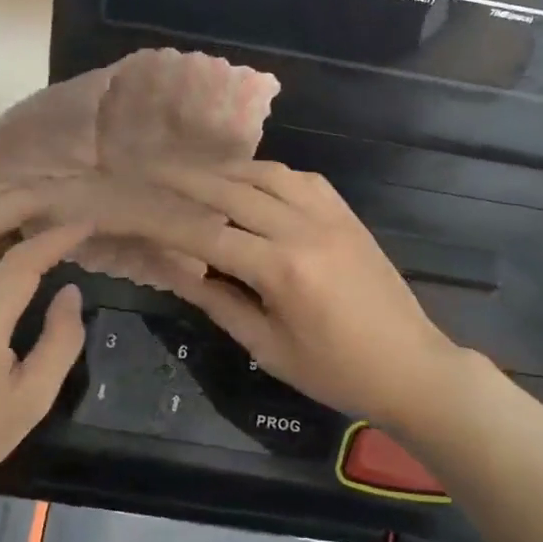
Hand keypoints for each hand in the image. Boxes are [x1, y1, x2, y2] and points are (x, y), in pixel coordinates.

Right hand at [151, 162, 465, 430]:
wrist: (412, 367)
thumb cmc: (337, 372)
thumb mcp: (270, 348)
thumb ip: (220, 302)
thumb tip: (176, 268)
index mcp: (282, 269)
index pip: (205, 234)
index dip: (161, 219)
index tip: (129, 205)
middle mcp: (304, 229)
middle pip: (232, 191)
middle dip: (184, 178)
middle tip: (148, 168)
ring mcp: (331, 215)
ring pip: (267, 173)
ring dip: (225, 170)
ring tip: (193, 173)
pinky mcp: (348, 214)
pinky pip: (301, 178)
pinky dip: (267, 173)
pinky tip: (249, 182)